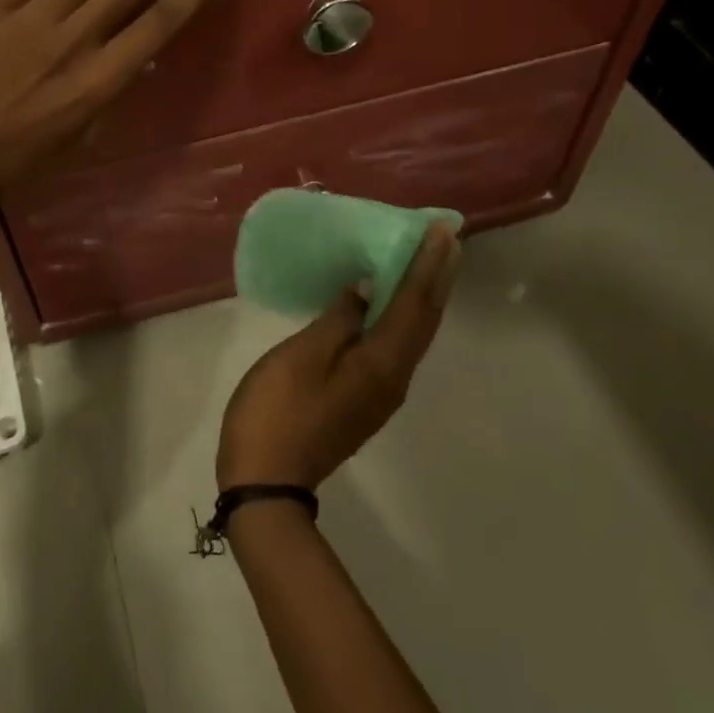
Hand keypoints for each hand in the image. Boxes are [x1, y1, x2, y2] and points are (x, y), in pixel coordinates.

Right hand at [217, 224, 460, 491]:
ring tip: (428, 262)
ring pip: (413, 335)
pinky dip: (403, 316)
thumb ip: (340, 318)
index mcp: (381, 363)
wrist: (267, 481)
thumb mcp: (303, 355)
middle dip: (437, 278)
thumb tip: (368, 287)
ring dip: (424, 296)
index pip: (413, 304)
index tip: (443, 232)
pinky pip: (396, 346)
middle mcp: (393, 378)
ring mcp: (380, 392)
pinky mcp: (364, 398)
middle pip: (423, 321)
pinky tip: (389, 304)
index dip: (427, 265)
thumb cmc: (278, 409)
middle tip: (447, 241)